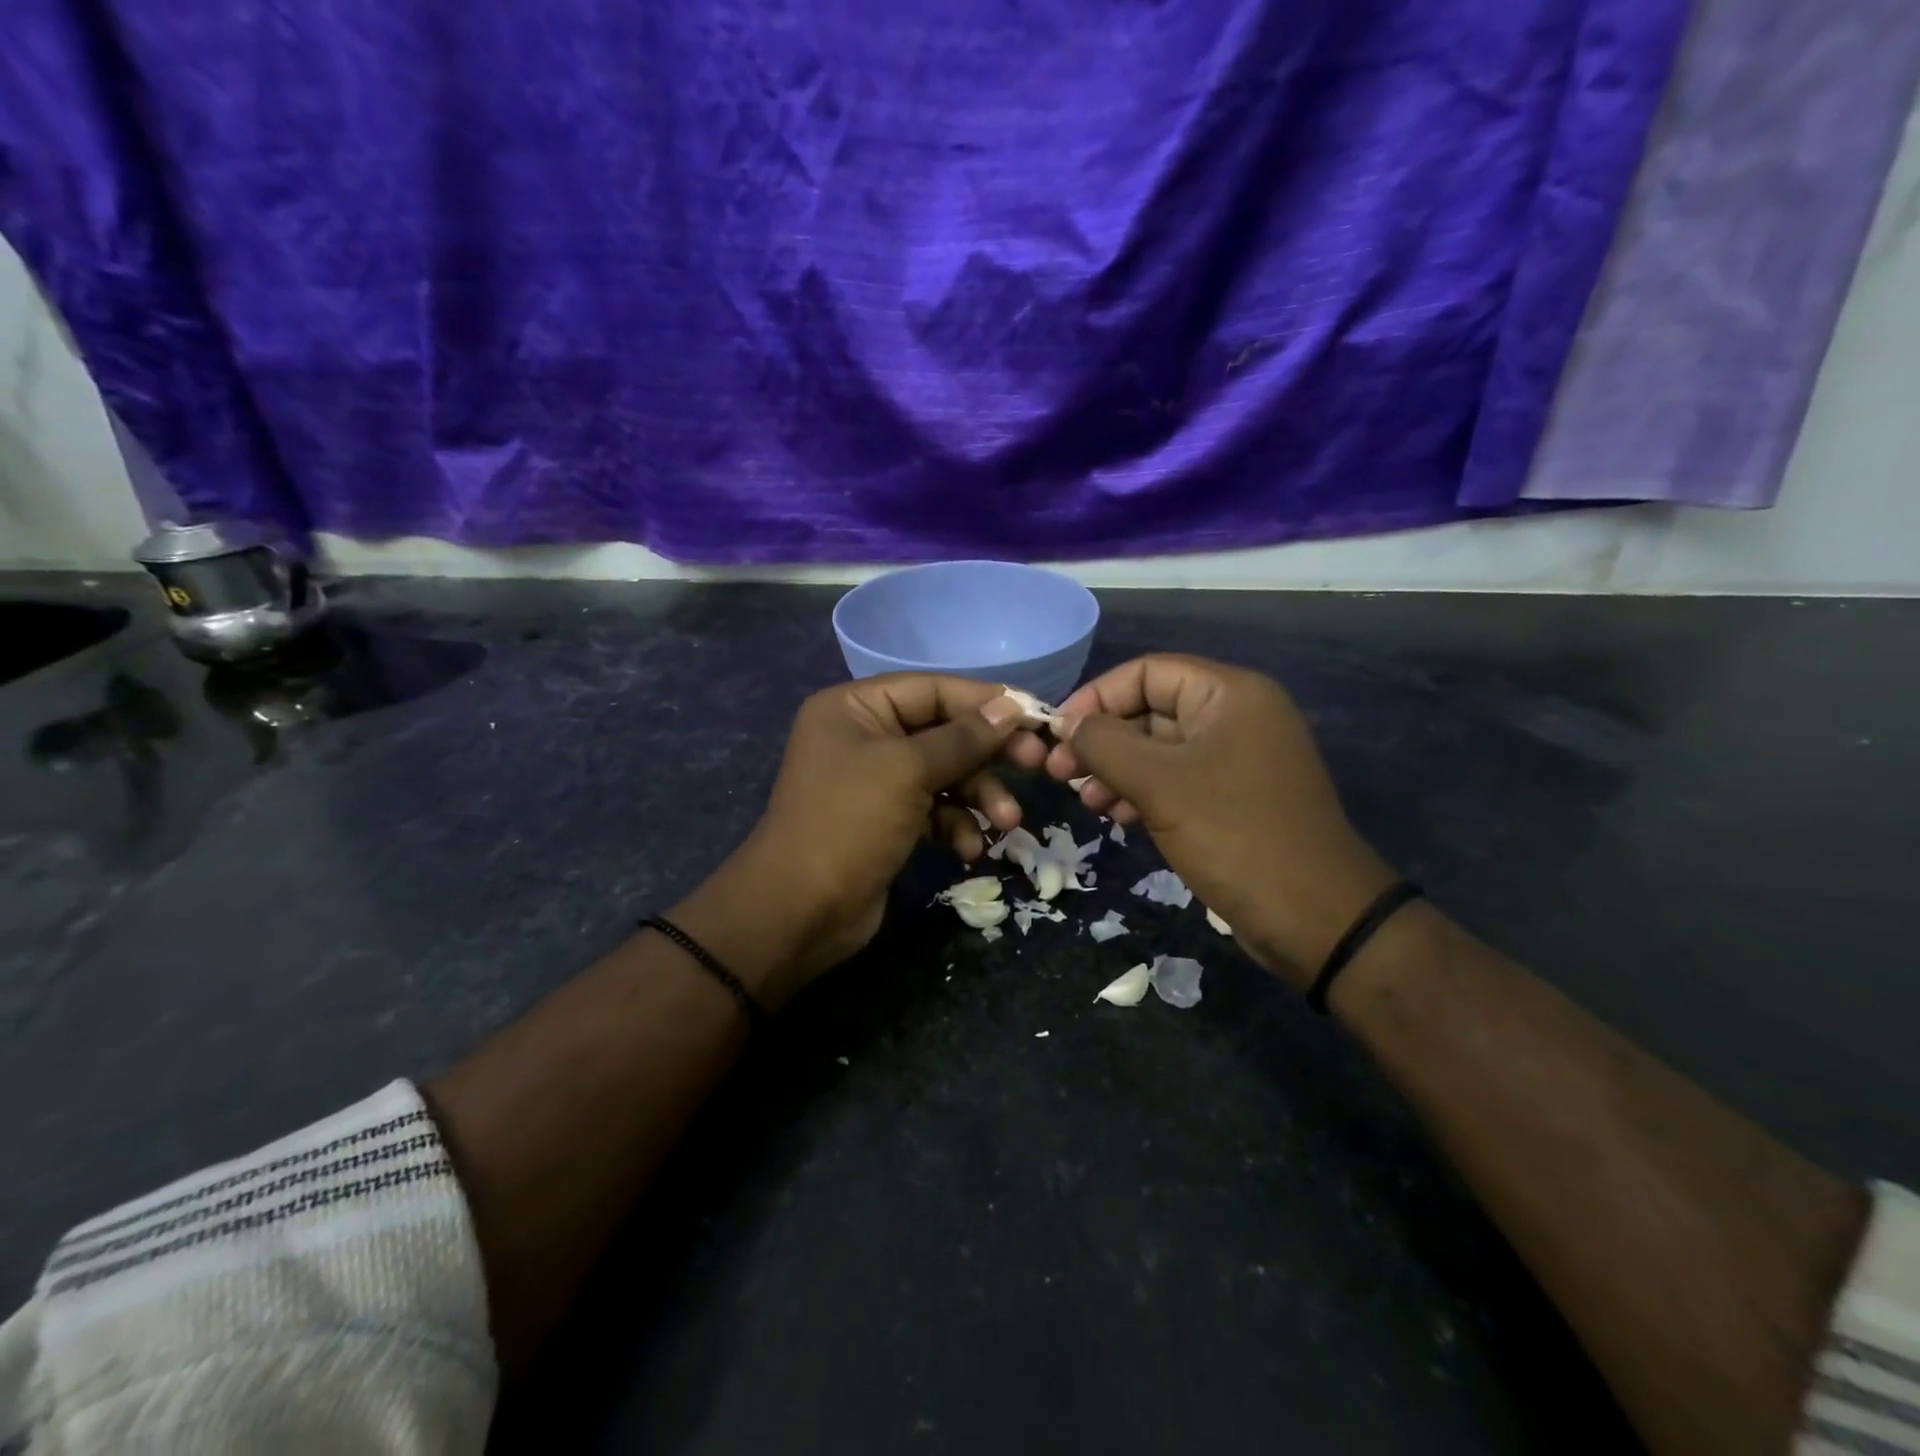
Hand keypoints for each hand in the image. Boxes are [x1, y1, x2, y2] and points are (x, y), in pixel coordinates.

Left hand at [675, 675, 1033, 1007]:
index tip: (1034, 716)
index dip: (984, 702)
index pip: (932, 690)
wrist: (799, 911)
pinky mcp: (886, 822)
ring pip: (944, 775)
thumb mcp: (908, 770)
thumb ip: (963, 737)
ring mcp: (875, 782)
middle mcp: (864, 737)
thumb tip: (1011, 707)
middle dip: (988, 754)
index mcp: (855, 708)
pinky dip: (956, 825)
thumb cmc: (849, 822)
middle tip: (1038, 765)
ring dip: (979, 796)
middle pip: (943, 732)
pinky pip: (933, 810)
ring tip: (1006, 823)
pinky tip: (969, 849)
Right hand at [1042, 654, 1395, 984]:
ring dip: (1116, 770)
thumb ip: (1103, 744)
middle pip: (1151, 710)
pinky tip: (1117, 816)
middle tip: (1060, 774)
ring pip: (1160, 749)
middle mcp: (1236, 716)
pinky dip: (1143, 792)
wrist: (1316, 918)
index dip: (1096, 697)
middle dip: (1102, 740)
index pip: (1146, 672)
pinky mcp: (1234, 797)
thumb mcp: (1158, 784)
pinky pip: (1177, 780)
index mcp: (1229, 694)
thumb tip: (1064, 724)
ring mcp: (1237, 759)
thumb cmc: (1234, 835)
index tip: (1057, 734)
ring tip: (1087, 802)